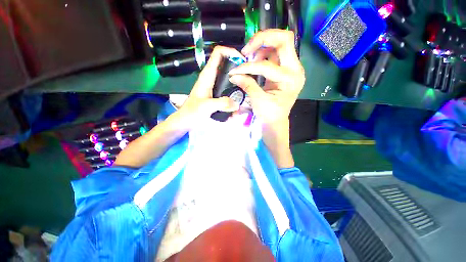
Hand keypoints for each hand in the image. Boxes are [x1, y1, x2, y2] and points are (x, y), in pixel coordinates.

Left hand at [177, 46, 244, 124]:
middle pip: (227, 64)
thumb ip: (222, 104)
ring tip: (246, 88)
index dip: (230, 52)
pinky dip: (234, 90)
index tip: (242, 61)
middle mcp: (212, 77)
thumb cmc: (192, 112)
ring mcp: (214, 85)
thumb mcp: (206, 107)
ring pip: (228, 76)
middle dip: (238, 68)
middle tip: (248, 77)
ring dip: (237, 80)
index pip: (218, 53)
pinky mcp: (216, 93)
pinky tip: (239, 99)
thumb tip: (237, 104)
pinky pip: (228, 88)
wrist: (186, 120)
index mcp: (207, 75)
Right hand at [228, 29, 304, 123]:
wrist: (276, 120)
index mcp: (290, 79)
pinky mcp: (284, 69)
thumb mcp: (258, 101)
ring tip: (249, 59)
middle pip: (284, 40)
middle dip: (262, 39)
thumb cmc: (270, 114)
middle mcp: (295, 69)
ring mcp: (291, 67)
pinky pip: (275, 53)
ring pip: (279, 43)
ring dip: (262, 46)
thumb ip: (247, 84)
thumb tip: (233, 74)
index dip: (248, 67)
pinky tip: (255, 62)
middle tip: (246, 50)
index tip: (235, 71)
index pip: (267, 66)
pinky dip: (263, 53)